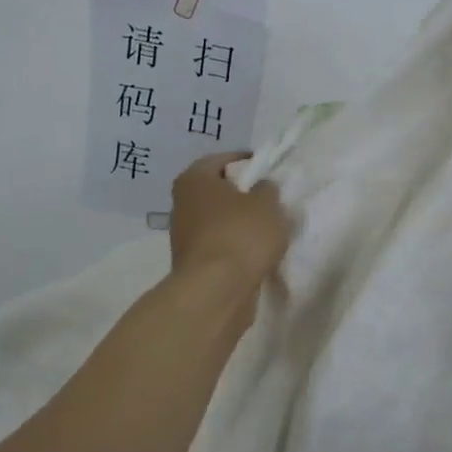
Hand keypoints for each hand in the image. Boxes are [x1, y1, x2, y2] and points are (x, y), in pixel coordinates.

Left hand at [169, 152, 291, 288]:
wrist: (216, 291)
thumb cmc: (240, 234)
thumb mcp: (267, 203)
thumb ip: (267, 189)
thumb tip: (261, 188)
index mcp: (194, 179)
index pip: (220, 160)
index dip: (244, 162)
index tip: (266, 169)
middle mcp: (182, 204)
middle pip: (216, 191)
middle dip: (241, 194)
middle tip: (269, 198)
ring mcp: (184, 237)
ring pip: (218, 221)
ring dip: (239, 223)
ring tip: (268, 228)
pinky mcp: (193, 264)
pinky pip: (219, 246)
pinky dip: (235, 246)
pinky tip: (257, 253)